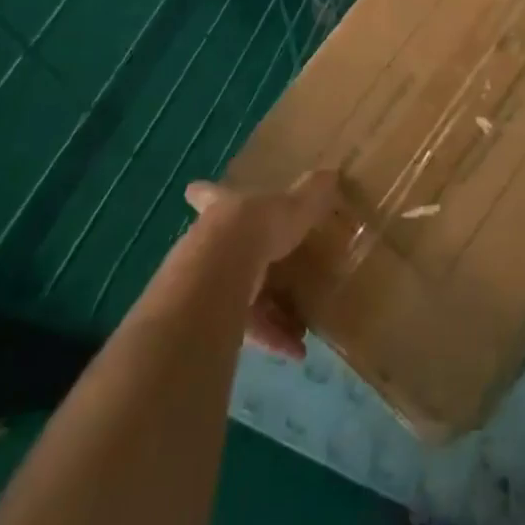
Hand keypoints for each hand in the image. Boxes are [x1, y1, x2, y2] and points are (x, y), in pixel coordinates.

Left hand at [183, 171, 336, 358]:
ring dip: (270, 312)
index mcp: (225, 209)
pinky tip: (296, 351)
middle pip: (227, 250)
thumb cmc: (256, 227)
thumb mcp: (292, 207)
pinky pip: (246, 328)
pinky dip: (271, 338)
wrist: (221, 275)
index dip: (204, 192)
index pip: (209, 195)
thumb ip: (312, 195)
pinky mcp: (212, 319)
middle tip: (280, 272)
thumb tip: (331, 174)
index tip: (192, 190)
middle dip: (251, 262)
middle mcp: (209, 242)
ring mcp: (206, 281)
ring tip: (301, 326)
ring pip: (240, 295)